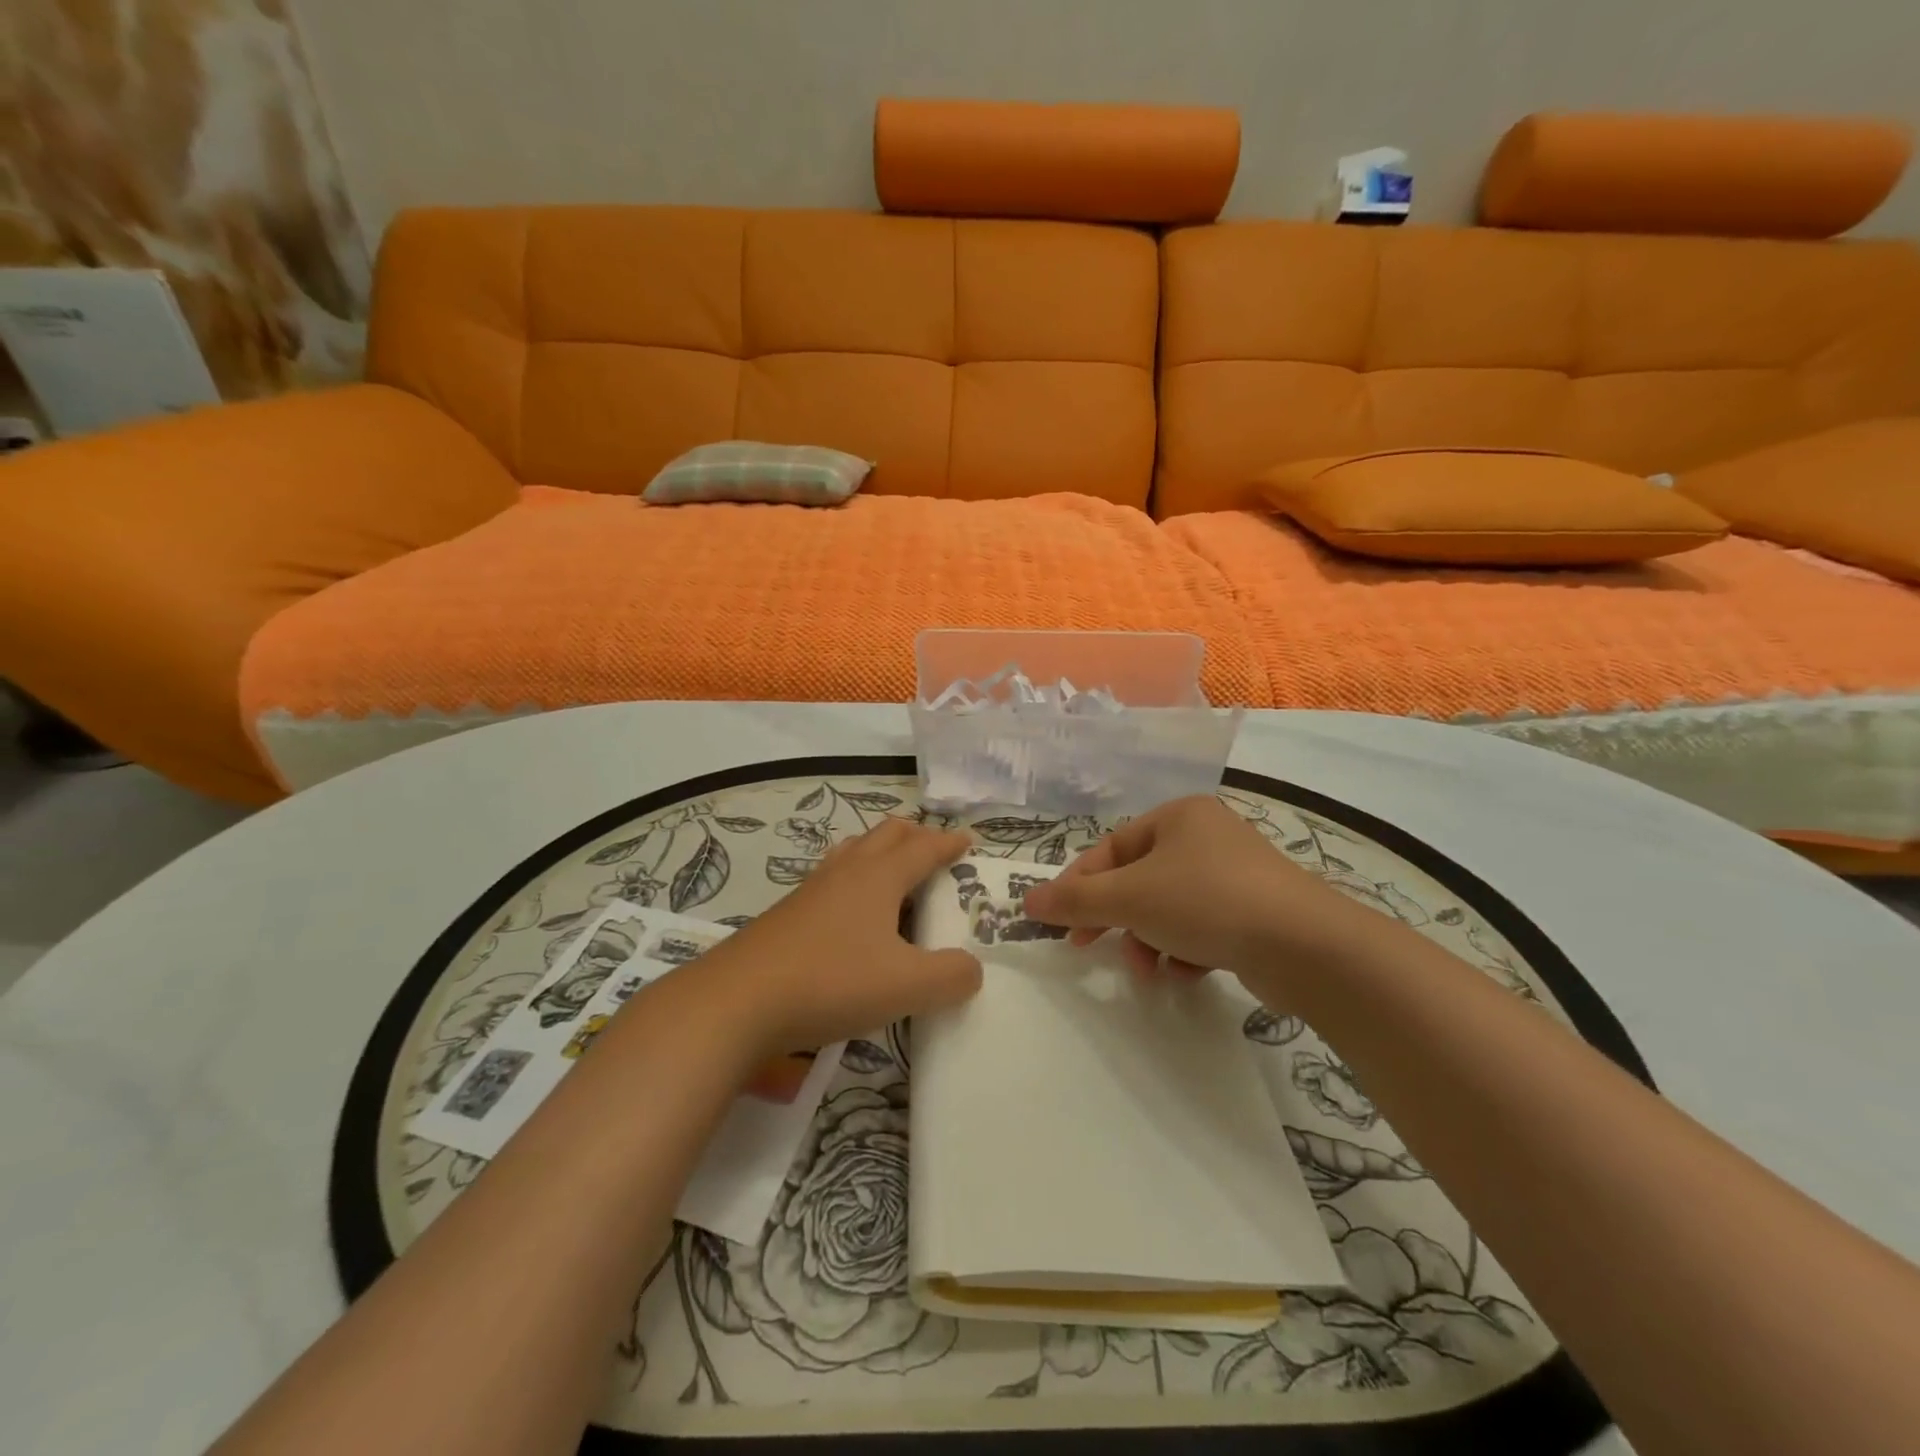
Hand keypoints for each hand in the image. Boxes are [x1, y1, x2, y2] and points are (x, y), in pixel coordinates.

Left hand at [706, 818, 982, 1054]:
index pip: (923, 847)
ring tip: (894, 872)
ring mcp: (813, 889)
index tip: (968, 840)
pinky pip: (832, 877)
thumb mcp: (906, 986)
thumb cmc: (832, 981)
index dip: (949, 843)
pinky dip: (854, 878)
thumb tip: (972, 968)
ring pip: (854, 851)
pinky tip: (850, 911)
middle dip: (915, 836)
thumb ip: (950, 976)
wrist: (739, 1000)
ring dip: (880, 851)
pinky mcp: (789, 912)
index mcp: (880, 876)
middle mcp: (847, 871)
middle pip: (886, 835)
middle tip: (934, 852)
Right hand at [1021, 795, 1381, 992]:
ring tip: (1148, 969)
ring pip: (1168, 906)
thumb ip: (1075, 900)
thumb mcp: (1130, 898)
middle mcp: (1207, 836)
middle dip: (1115, 917)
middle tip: (1088, 947)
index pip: (1110, 848)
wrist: (1305, 945)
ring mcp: (1236, 873)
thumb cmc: (1206, 902)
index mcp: (1178, 816)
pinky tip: (1186, 972)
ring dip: (1148, 938)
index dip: (1079, 885)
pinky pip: (1201, 925)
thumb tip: (1028, 900)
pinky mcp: (1256, 911)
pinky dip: (1184, 949)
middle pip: (1139, 878)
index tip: (1058, 922)